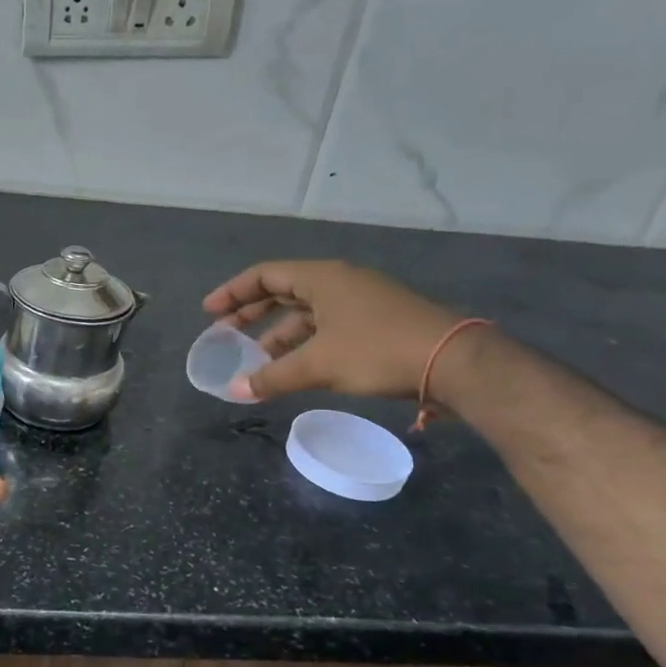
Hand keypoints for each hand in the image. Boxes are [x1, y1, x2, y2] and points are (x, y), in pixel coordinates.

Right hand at [202, 260, 461, 402]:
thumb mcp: (319, 364)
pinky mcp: (376, 322)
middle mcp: (338, 282)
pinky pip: (326, 326)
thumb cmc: (378, 350)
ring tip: (255, 360)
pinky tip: (294, 366)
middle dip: (251, 313)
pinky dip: (304, 343)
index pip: (265, 275)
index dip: (232, 292)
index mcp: (322, 278)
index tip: (209, 312)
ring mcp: (360, 301)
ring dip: (278, 334)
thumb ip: (273, 377)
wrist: (456, 362)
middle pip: (283, 291)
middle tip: (224, 332)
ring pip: (306, 313)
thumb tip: (235, 391)